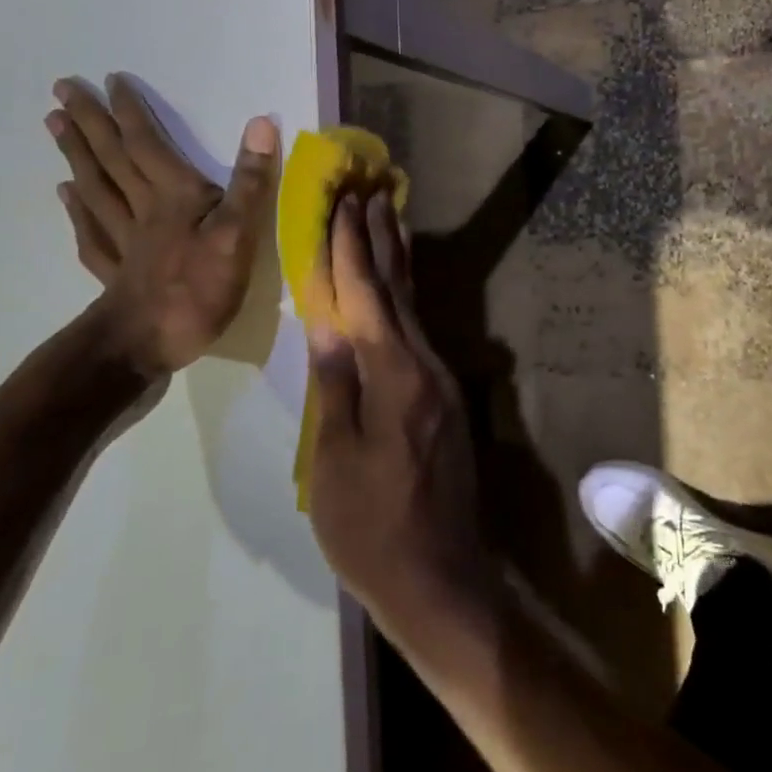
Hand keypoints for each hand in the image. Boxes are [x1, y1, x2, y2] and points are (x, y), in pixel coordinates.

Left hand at [47, 75, 278, 379]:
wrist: (148, 344)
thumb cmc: (198, 289)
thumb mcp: (237, 234)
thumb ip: (250, 181)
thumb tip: (261, 123)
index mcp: (173, 197)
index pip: (147, 145)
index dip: (130, 112)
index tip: (109, 80)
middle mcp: (142, 210)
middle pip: (112, 159)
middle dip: (90, 122)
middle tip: (61, 89)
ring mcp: (124, 240)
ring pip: (96, 187)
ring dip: (76, 154)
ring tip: (55, 126)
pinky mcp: (116, 270)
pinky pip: (92, 230)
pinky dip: (77, 209)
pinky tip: (65, 195)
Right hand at [306, 193, 496, 647]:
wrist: (439, 579)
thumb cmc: (371, 527)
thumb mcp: (335, 460)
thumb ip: (335, 386)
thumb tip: (327, 325)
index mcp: (396, 376)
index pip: (367, 297)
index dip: (352, 249)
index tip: (343, 204)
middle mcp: (425, 367)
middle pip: (398, 290)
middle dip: (381, 239)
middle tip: (371, 192)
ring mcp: (440, 383)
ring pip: (413, 308)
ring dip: (397, 262)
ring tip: (388, 220)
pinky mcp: (443, 400)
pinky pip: (417, 333)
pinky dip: (403, 300)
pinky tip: (396, 291)